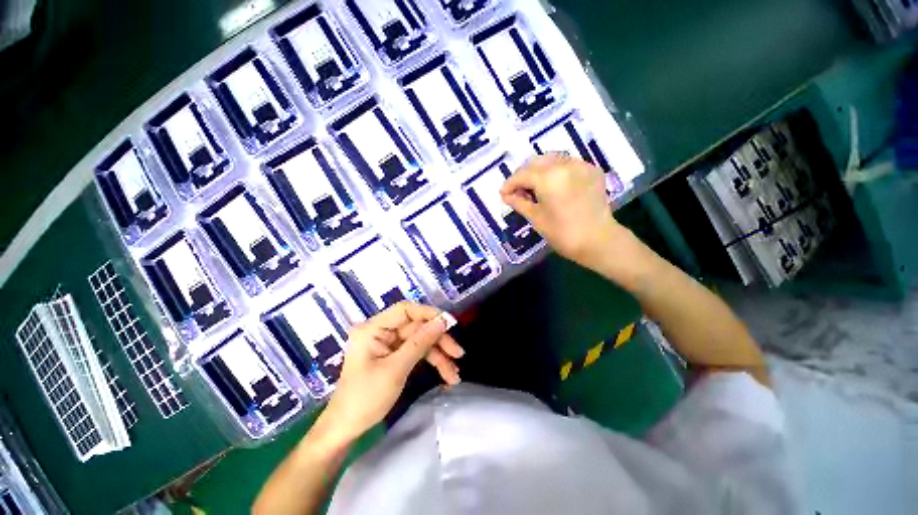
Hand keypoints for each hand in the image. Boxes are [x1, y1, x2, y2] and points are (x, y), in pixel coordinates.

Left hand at [321, 302, 462, 441]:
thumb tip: (442, 322)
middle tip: (458, 354)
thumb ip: (420, 342)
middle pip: (417, 327)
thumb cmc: (365, 398)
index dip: (429, 314)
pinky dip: (431, 362)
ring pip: (420, 341)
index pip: (405, 310)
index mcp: (374, 328)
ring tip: (455, 374)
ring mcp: (388, 344)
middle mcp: (381, 332)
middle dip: (439, 341)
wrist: (346, 429)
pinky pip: (417, 353)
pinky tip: (446, 374)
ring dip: (439, 355)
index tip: (449, 323)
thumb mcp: (396, 369)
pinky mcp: (394, 356)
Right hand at [500, 153, 625, 269]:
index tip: (503, 194)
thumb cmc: (562, 233)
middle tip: (518, 191)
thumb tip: (506, 195)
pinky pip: (567, 163)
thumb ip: (518, 202)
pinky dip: (556, 170)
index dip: (509, 184)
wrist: (598, 240)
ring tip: (535, 187)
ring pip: (552, 159)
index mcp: (548, 177)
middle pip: (535, 162)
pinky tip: (553, 185)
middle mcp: (564, 164)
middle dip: (523, 175)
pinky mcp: (591, 170)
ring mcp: (580, 165)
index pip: (522, 174)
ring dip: (539, 170)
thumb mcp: (535, 217)